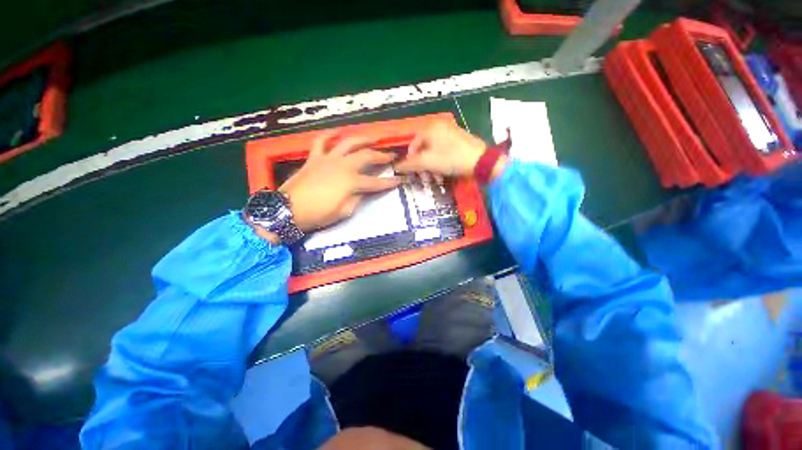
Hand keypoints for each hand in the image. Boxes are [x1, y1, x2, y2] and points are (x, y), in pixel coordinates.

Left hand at [279, 133, 400, 232]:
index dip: (389, 182)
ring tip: (373, 138)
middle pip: (366, 157)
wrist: (289, 209)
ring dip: (362, 139)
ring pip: (348, 143)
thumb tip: (363, 191)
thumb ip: (357, 199)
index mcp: (351, 182)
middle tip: (391, 156)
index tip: (399, 180)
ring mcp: (328, 159)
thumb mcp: (344, 212)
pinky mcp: (314, 157)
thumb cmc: (319, 214)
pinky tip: (337, 132)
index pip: (375, 182)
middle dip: (381, 156)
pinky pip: (321, 141)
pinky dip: (329, 135)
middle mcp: (343, 166)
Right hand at [394, 121, 489, 177]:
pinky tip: (445, 172)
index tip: (413, 172)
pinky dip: (441, 162)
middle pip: (423, 148)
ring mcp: (451, 132)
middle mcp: (440, 126)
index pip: (413, 144)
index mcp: (430, 128)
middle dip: (423, 165)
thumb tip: (396, 167)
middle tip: (425, 176)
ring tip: (436, 177)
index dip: (410, 159)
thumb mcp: (426, 162)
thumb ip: (409, 164)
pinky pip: (444, 151)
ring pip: (434, 151)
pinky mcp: (460, 140)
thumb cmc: (450, 159)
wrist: (480, 161)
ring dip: (432, 166)